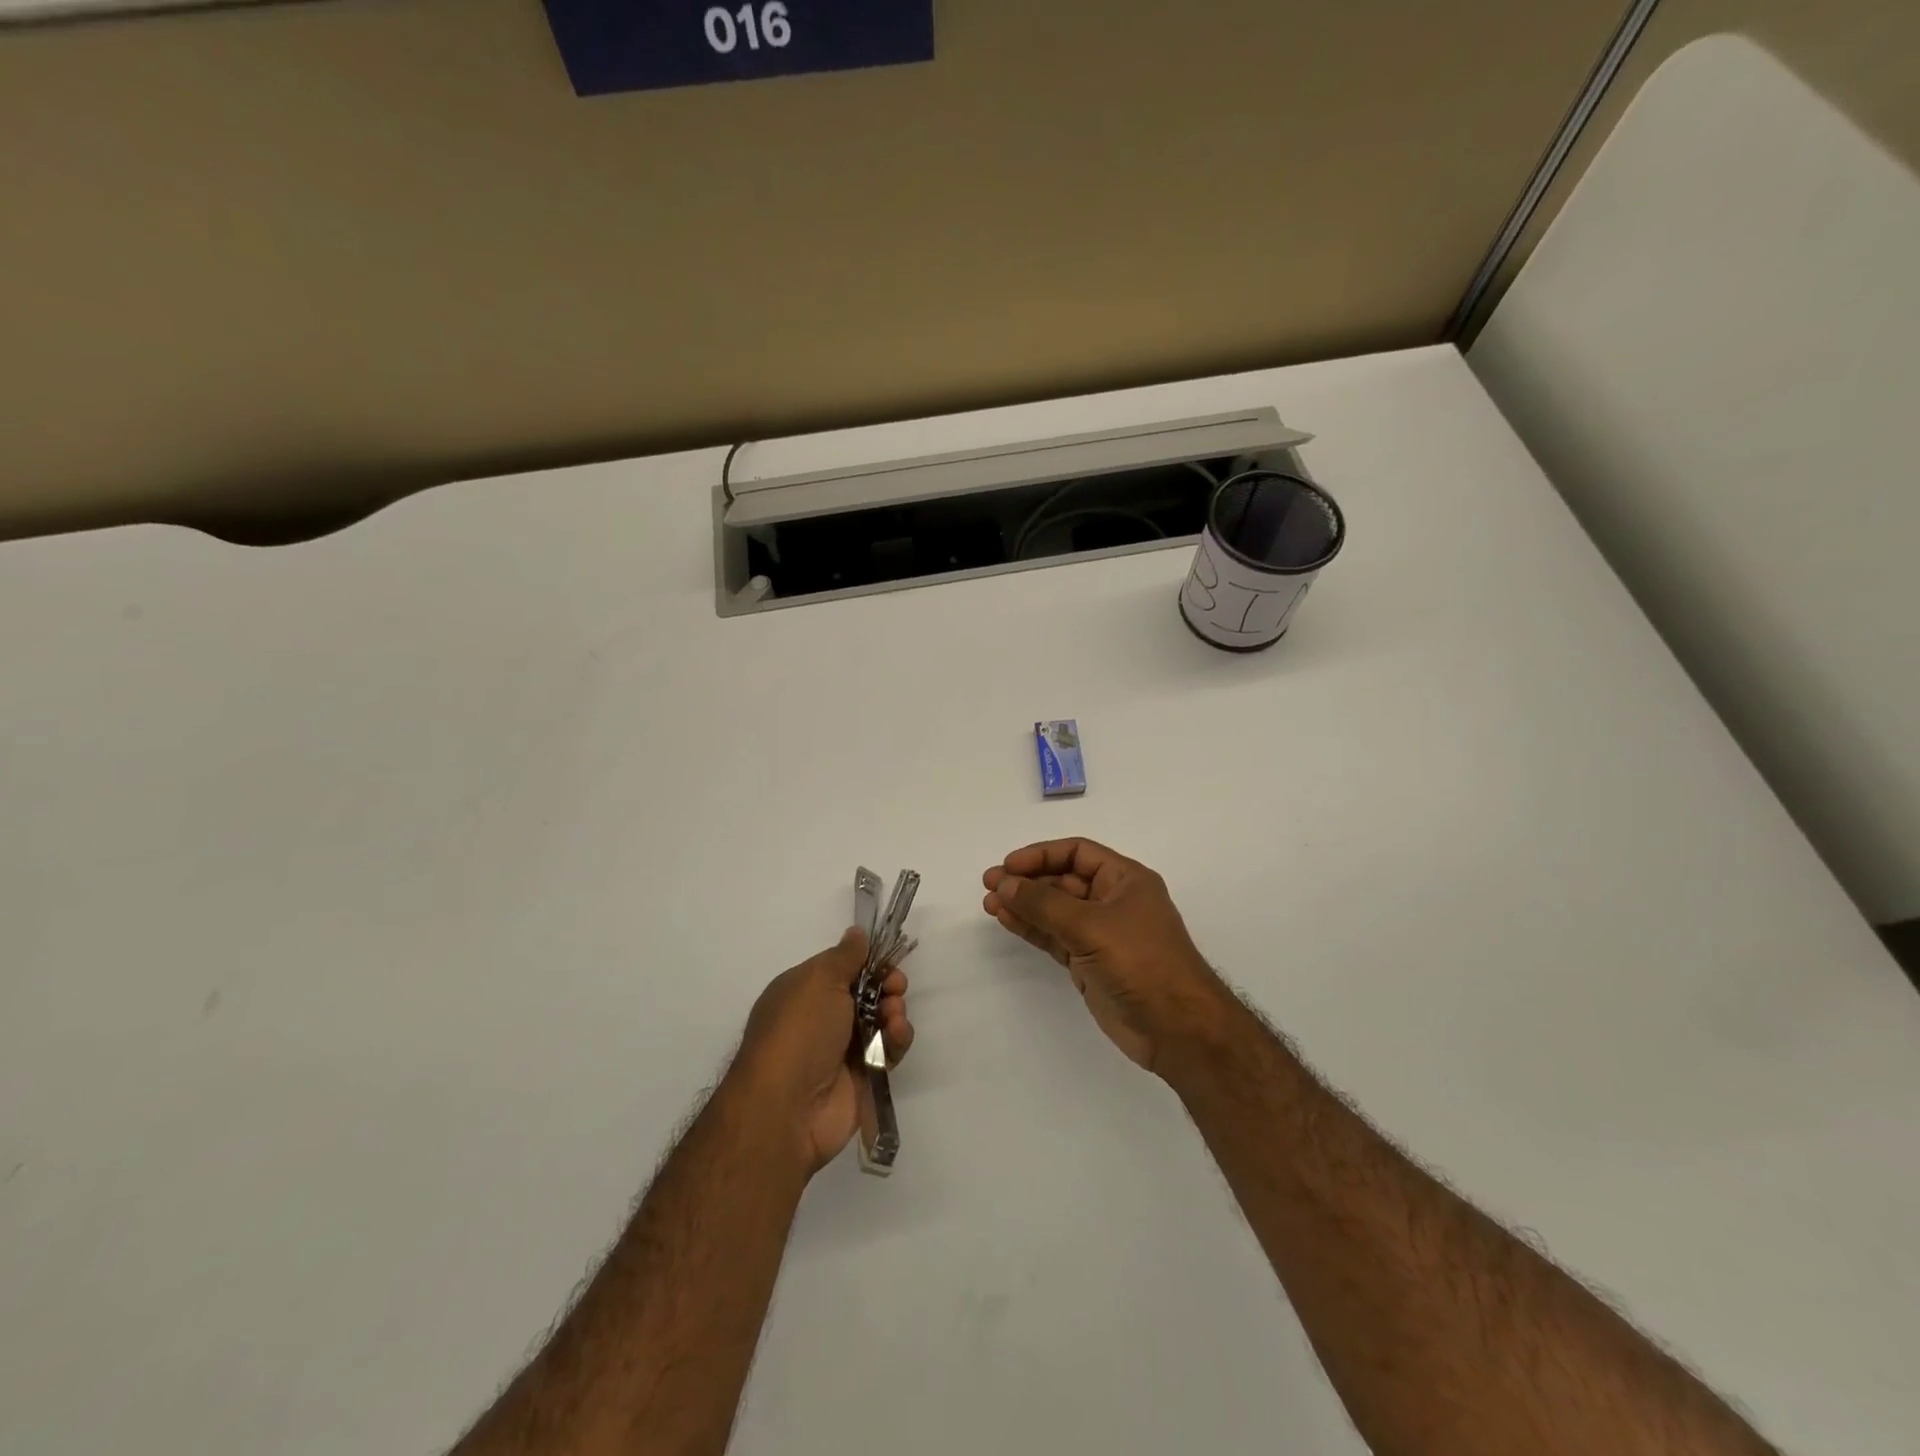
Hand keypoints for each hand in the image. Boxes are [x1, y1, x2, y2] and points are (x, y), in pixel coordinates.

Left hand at [732, 929, 913, 1174]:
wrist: (788, 1107)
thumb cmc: (799, 1032)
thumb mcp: (819, 980)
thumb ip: (845, 956)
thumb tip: (856, 933)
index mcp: (803, 992)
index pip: (843, 969)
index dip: (868, 963)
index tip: (887, 961)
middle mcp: (822, 1019)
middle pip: (867, 993)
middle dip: (887, 985)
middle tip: (896, 987)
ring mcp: (842, 1050)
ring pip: (881, 1021)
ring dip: (894, 1012)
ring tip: (893, 1017)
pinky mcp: (863, 1077)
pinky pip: (888, 1051)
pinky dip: (896, 1040)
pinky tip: (895, 1037)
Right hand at [983, 839, 1229, 1073]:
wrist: (1177, 1029)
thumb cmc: (1142, 963)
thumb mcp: (1092, 926)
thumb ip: (1045, 904)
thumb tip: (1005, 883)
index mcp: (1125, 880)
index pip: (1077, 853)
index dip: (1041, 855)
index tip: (1008, 866)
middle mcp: (1112, 901)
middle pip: (1063, 880)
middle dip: (1027, 880)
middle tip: (989, 883)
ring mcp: (1100, 934)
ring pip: (1054, 910)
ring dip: (1023, 904)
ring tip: (988, 902)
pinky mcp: (1089, 963)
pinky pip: (1054, 937)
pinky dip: (1031, 928)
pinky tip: (1006, 920)